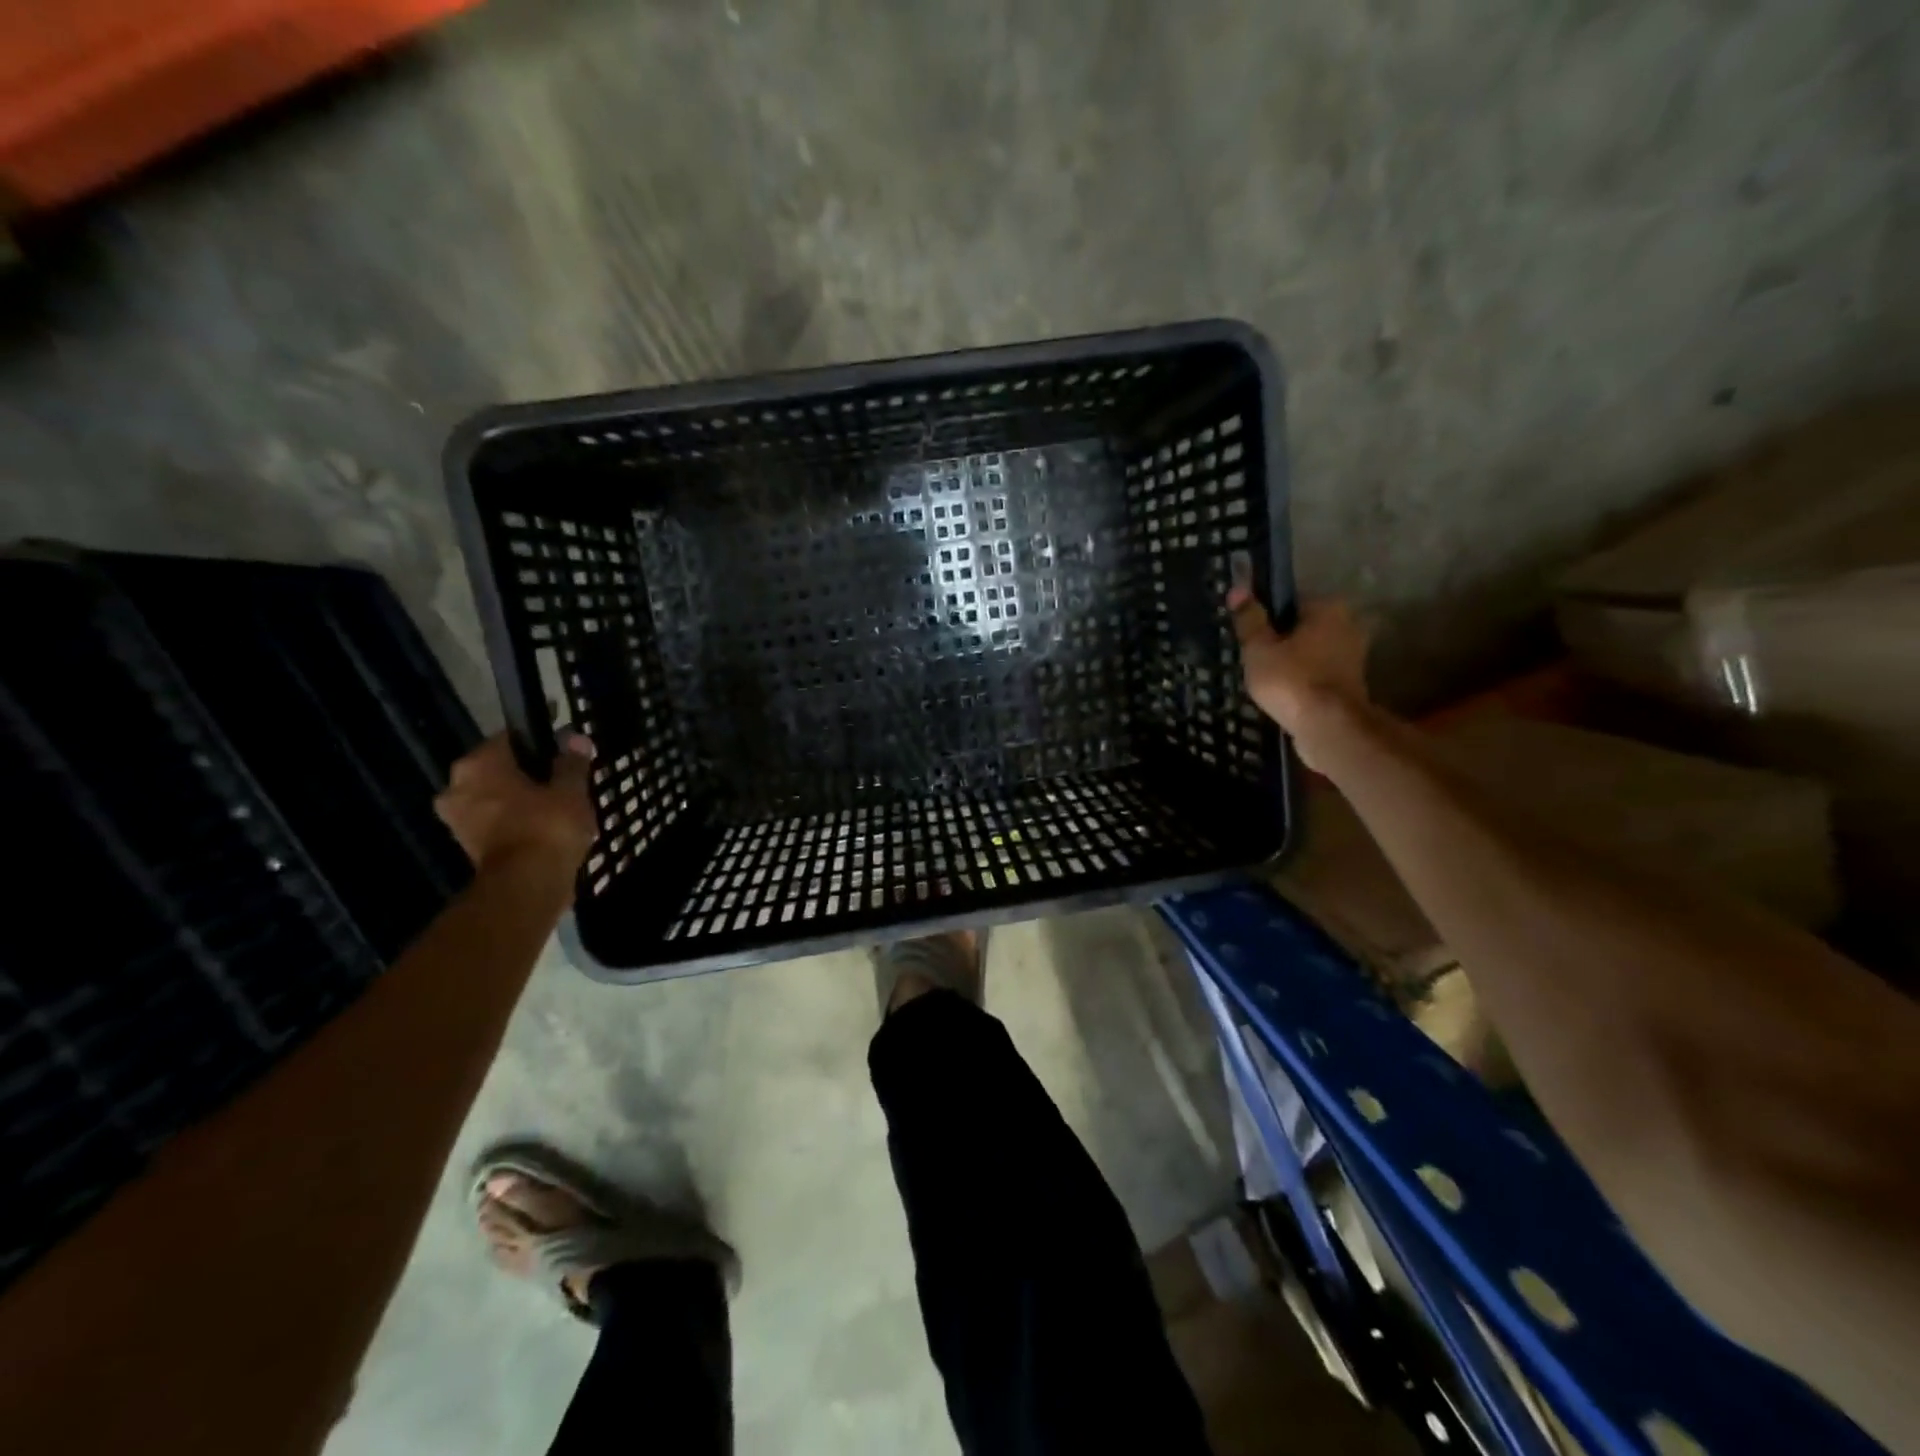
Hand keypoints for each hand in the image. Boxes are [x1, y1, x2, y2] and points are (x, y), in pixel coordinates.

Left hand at [435, 733, 597, 874]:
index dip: (541, 743)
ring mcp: (458, 820)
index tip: (565, 755)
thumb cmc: (547, 826)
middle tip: (563, 784)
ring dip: (521, 802)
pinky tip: (546, 830)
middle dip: (528, 775)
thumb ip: (572, 762)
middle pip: (500, 770)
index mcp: (478, 764)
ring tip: (559, 809)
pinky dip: (517, 824)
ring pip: (497, 799)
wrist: (527, 885)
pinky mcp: (468, 847)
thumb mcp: (571, 790)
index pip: (511, 739)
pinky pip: (497, 824)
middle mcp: (457, 786)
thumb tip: (576, 738)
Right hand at [1227, 588, 1370, 767]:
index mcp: (1328, 608)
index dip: (1266, 617)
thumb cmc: (1291, 680)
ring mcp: (1353, 656)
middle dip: (1281, 640)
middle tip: (1254, 659)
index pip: (1290, 601)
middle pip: (1303, 627)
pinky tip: (1283, 693)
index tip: (1249, 635)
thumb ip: (1249, 619)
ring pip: (1311, 652)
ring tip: (1265, 679)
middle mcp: (1348, 625)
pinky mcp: (1352, 684)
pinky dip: (1303, 680)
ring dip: (1292, 662)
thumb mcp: (1259, 648)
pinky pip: (1318, 673)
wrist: (1328, 727)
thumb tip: (1238, 589)